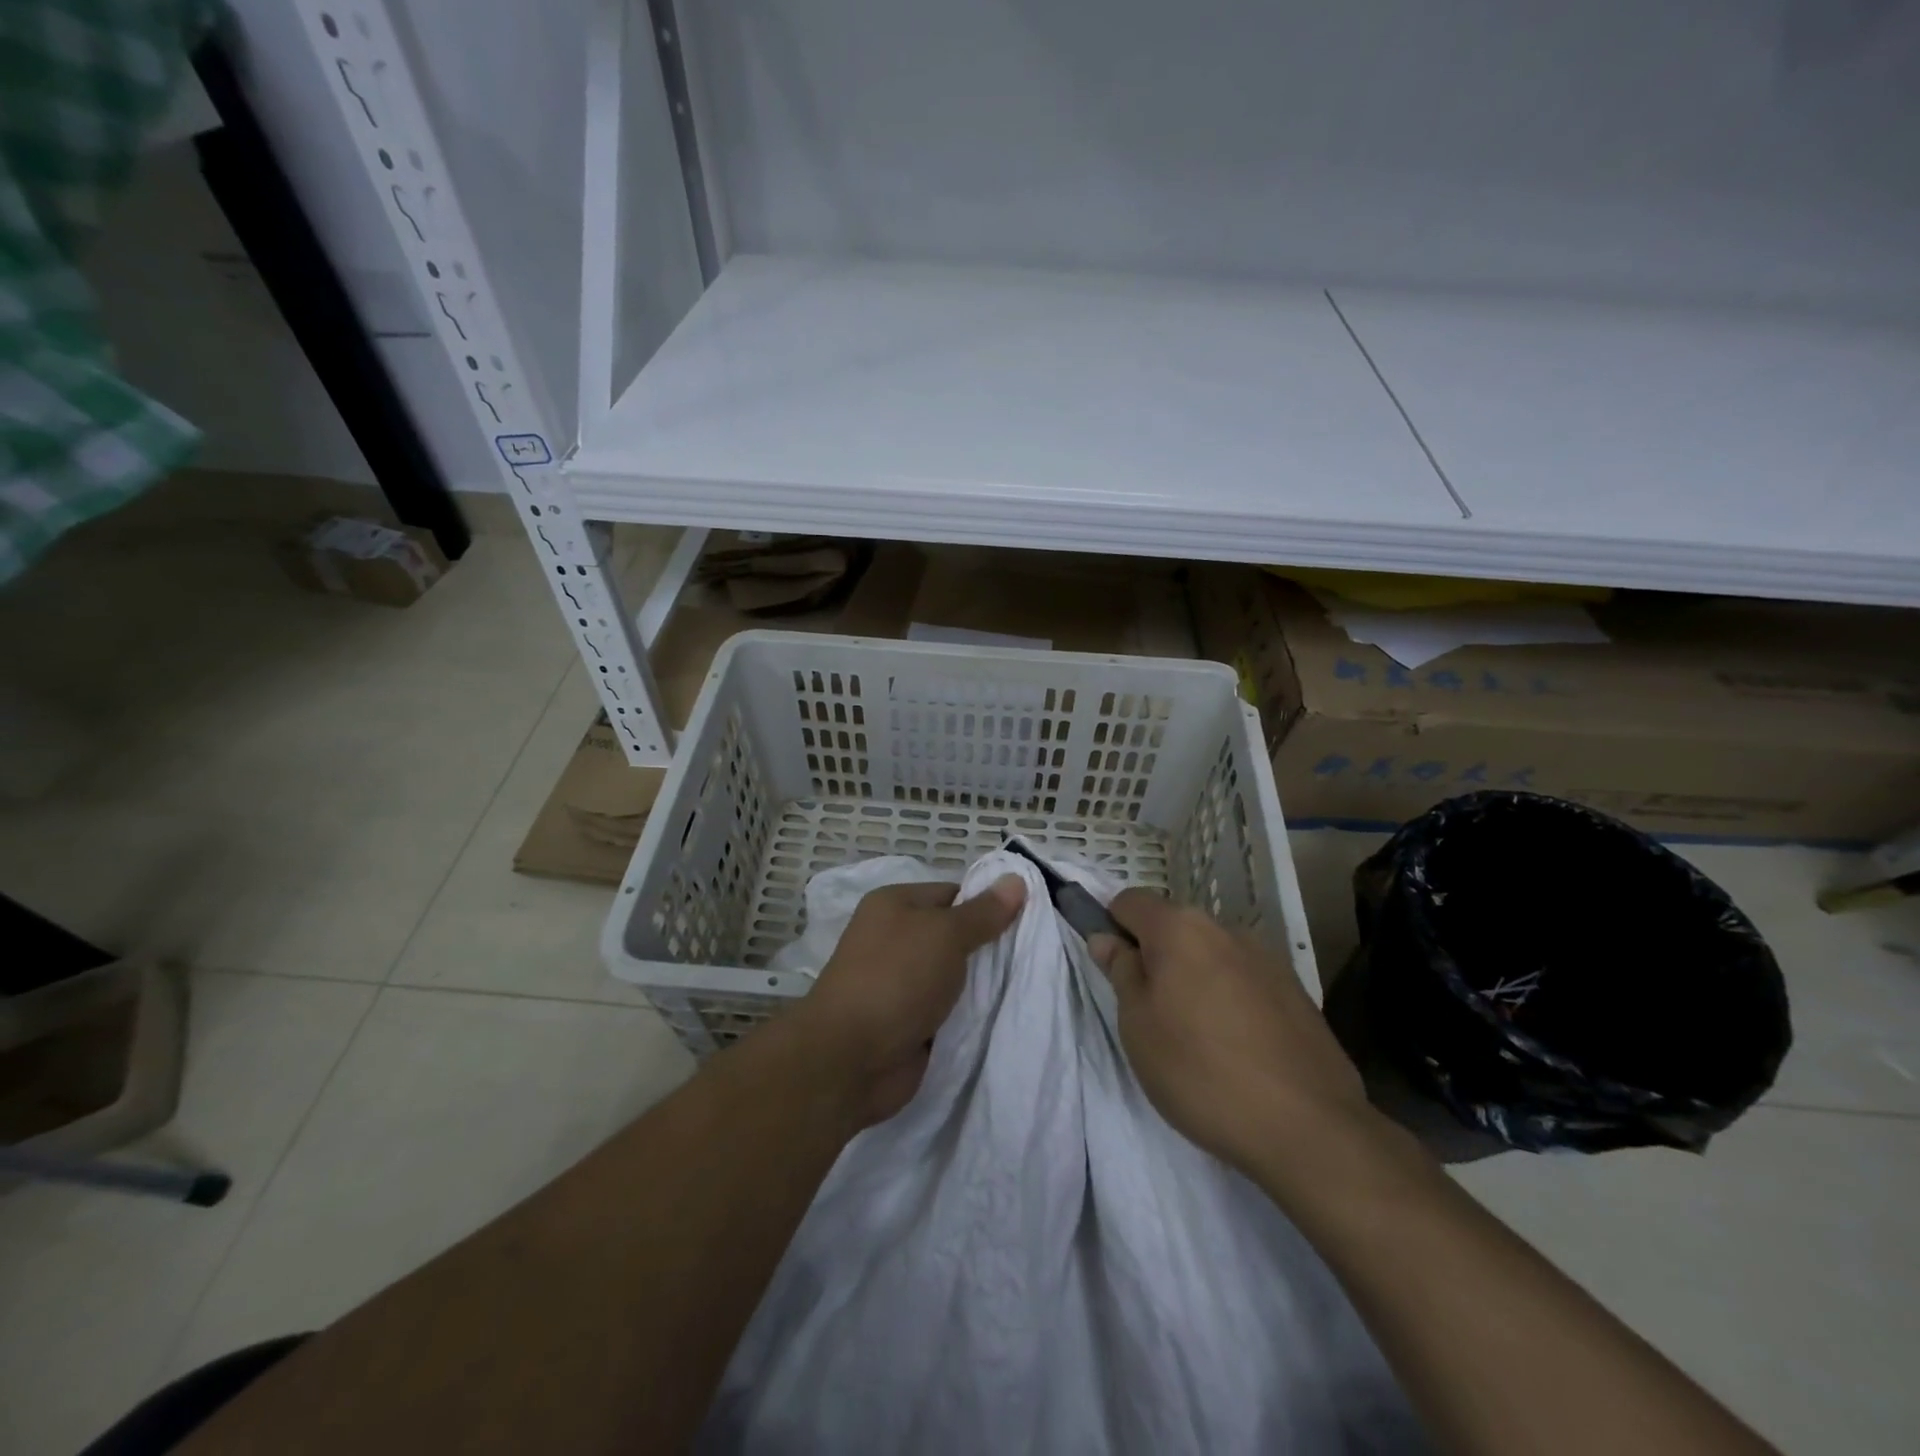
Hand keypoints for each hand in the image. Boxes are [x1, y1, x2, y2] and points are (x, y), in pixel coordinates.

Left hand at [792, 876, 1024, 1125]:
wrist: (851, 1059)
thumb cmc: (896, 979)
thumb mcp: (945, 934)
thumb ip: (983, 912)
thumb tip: (1016, 880)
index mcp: (895, 905)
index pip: (953, 894)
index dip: (988, 905)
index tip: (1029, 920)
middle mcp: (895, 939)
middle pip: (956, 936)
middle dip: (990, 948)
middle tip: (1038, 954)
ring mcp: (901, 983)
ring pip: (956, 976)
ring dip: (984, 985)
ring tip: (1031, 985)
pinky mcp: (910, 1022)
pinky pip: (950, 1010)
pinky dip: (971, 1015)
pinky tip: (1006, 1015)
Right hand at [1088, 890, 1375, 1174]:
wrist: (1308, 1128)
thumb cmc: (1200, 1071)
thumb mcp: (1137, 1025)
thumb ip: (1121, 971)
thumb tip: (1107, 938)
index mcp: (1180, 928)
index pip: (1129, 901)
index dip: (1112, 928)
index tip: (1113, 973)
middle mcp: (1224, 929)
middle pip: (1173, 927)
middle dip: (1155, 958)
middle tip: (1150, 1015)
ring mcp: (1266, 958)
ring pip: (1209, 955)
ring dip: (1193, 979)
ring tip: (1197, 1038)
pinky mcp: (1295, 991)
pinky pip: (1243, 980)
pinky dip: (1229, 1000)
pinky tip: (1237, 1049)